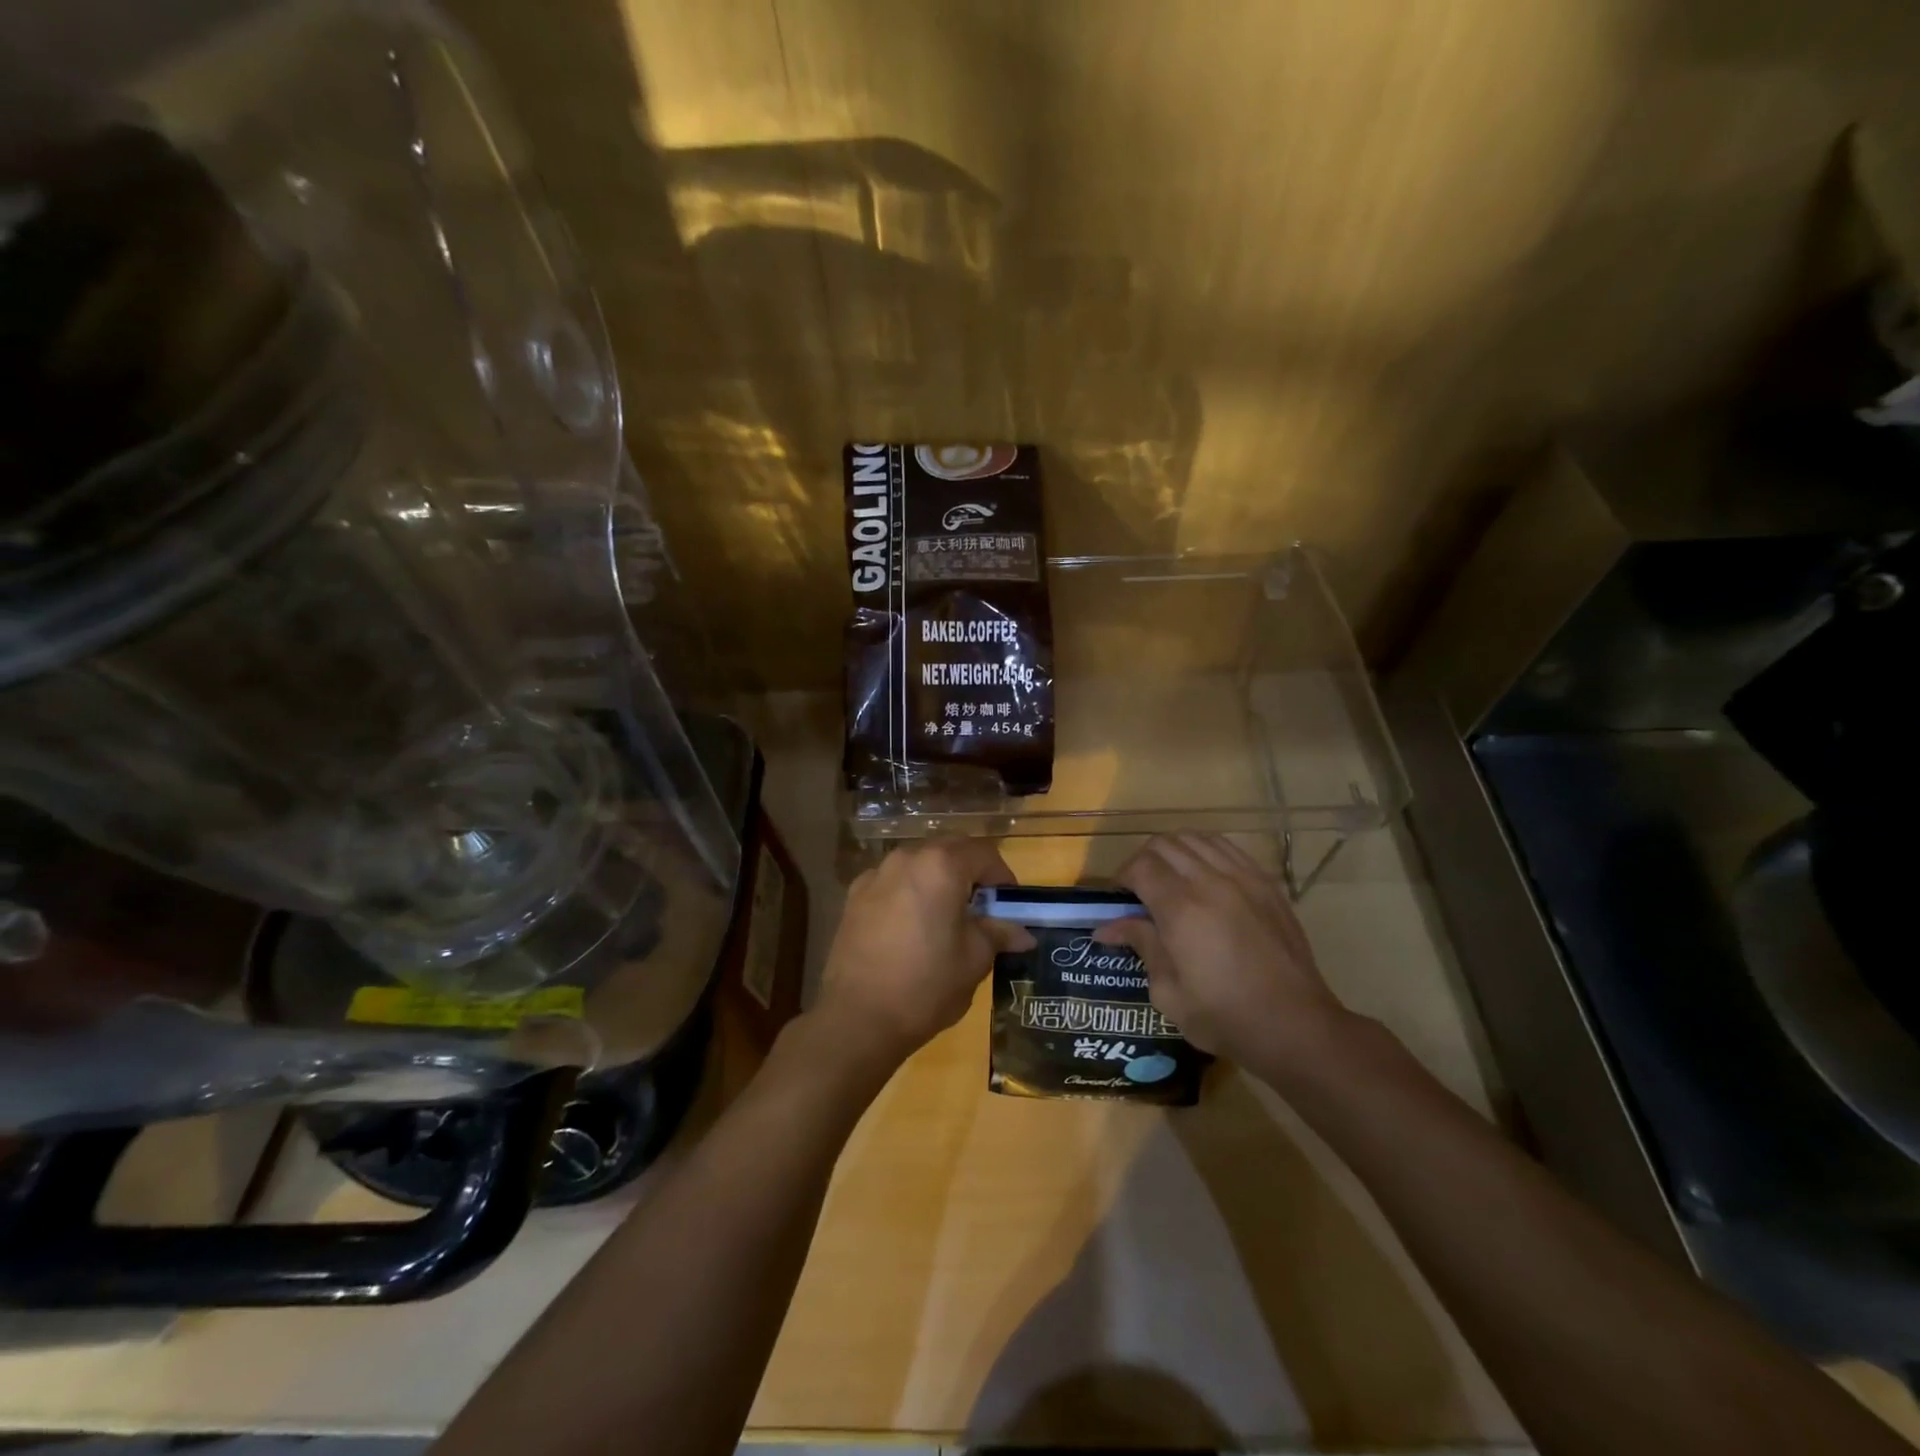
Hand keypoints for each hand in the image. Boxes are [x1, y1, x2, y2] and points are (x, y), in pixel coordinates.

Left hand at [812, 838, 1034, 1071]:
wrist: (857, 1018)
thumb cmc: (926, 985)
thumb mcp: (974, 960)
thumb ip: (998, 934)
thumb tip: (1022, 933)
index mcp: (941, 866)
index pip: (984, 853)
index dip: (1003, 876)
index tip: (1009, 905)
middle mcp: (907, 858)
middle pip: (949, 849)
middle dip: (971, 871)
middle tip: (982, 907)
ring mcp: (876, 874)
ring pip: (919, 862)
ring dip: (938, 879)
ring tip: (946, 917)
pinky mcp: (854, 895)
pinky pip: (892, 881)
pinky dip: (909, 891)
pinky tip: (910, 926)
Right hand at [1093, 832, 1349, 1068]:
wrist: (1296, 1025)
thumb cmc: (1225, 1017)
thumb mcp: (1169, 993)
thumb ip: (1142, 947)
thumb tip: (1107, 928)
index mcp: (1181, 909)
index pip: (1140, 866)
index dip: (1122, 877)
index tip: (1119, 898)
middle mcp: (1210, 882)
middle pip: (1165, 844)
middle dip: (1143, 860)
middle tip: (1140, 889)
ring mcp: (1243, 878)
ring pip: (1196, 839)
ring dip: (1174, 852)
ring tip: (1170, 879)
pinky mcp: (1266, 883)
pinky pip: (1227, 848)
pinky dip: (1205, 851)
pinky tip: (1203, 876)